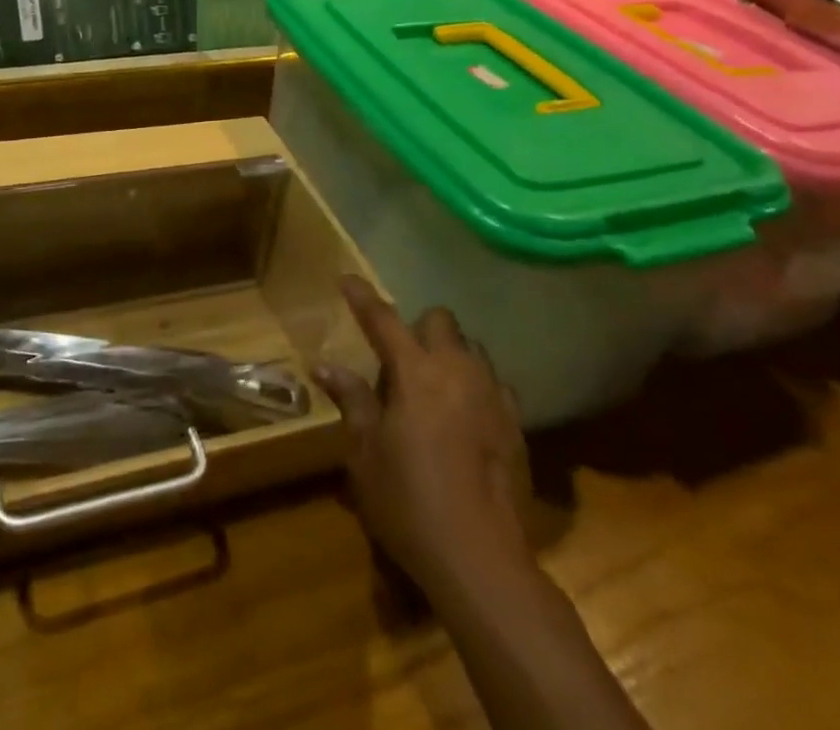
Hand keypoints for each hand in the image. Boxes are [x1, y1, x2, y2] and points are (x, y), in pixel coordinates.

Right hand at [314, 276, 534, 595]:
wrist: (482, 560)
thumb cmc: (409, 502)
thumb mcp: (366, 454)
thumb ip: (351, 400)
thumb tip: (323, 365)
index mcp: (416, 372)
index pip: (383, 319)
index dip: (363, 297)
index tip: (347, 279)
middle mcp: (457, 370)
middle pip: (439, 320)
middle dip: (418, 327)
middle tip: (399, 358)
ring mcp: (492, 395)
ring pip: (471, 348)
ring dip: (449, 353)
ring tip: (433, 386)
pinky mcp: (516, 424)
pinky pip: (494, 383)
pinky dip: (475, 385)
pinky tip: (464, 416)